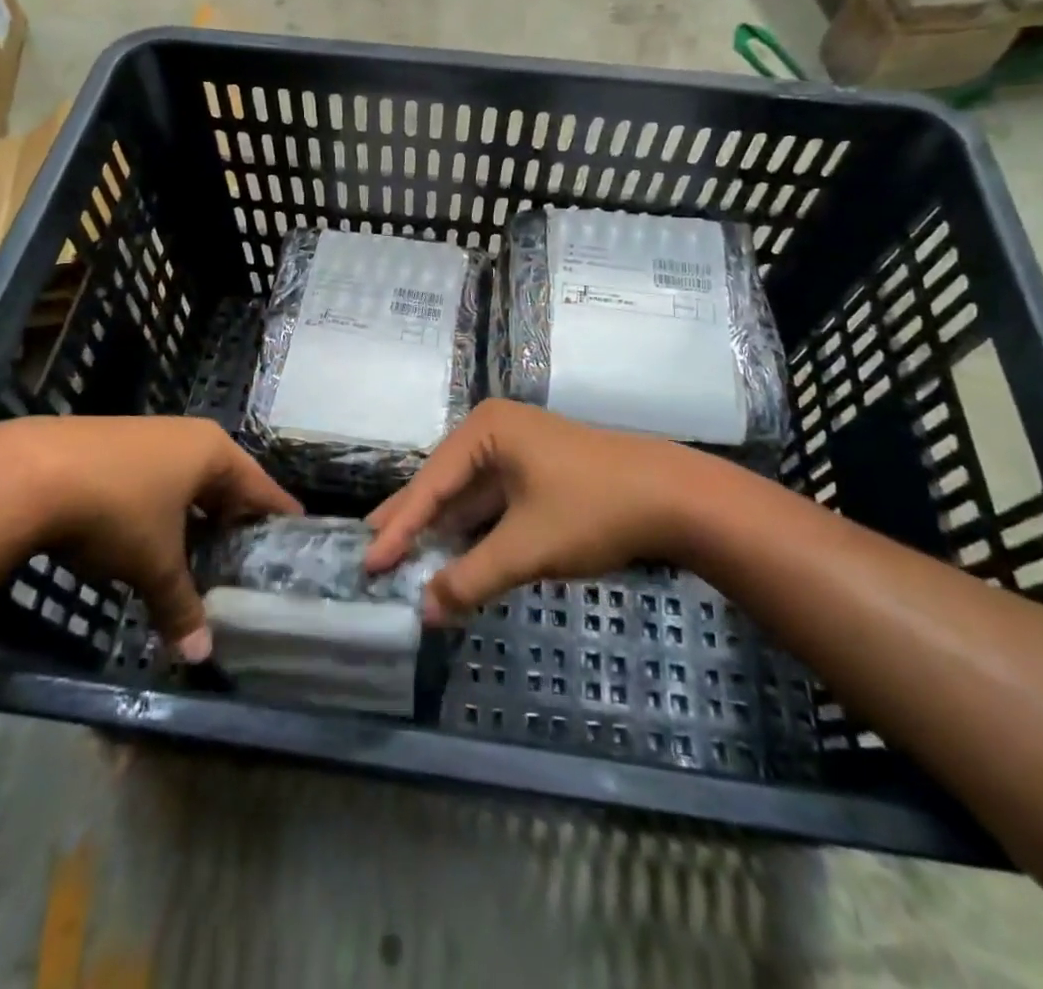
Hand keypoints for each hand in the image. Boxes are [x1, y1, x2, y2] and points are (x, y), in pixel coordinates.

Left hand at [0, 416, 300, 659]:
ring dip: (191, 514)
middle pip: (222, 480)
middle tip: (245, 552)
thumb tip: (202, 655)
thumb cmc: (115, 510)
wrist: (25, 474)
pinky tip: (145, 534)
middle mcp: (184, 436)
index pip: (259, 486)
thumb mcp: (154, 563)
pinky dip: (158, 507)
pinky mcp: (107, 444)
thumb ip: (181, 605)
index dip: (276, 511)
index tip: (296, 529)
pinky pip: (151, 478)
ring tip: (198, 550)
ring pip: (183, 480)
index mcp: (211, 452)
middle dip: (231, 516)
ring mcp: (144, 436)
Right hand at [364, 400, 704, 623]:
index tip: (368, 562)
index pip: (430, 484)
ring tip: (399, 556)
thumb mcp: (526, 547)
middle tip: (370, 553)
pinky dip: (472, 532)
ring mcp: (518, 452)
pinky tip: (451, 555)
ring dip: (441, 531)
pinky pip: (491, 504)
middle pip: (442, 484)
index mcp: (486, 430)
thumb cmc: (592, 509)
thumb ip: (471, 578)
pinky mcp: (537, 475)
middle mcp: (495, 433)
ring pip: (467, 497)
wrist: (675, 499)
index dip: (397, 527)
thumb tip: (424, 612)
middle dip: (411, 522)